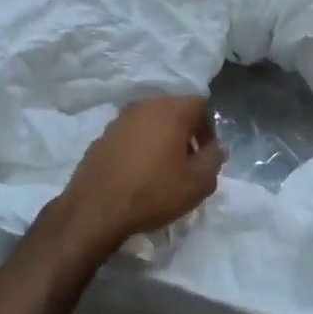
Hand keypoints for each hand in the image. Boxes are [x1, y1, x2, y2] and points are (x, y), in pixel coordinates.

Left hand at [60, 95, 224, 251]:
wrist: (96, 209)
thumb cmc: (153, 192)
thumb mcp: (198, 183)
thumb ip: (214, 159)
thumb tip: (216, 148)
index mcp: (172, 110)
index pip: (201, 104)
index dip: (209, 128)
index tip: (206, 155)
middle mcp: (145, 106)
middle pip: (175, 110)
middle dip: (186, 132)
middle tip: (188, 162)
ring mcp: (120, 119)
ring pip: (152, 121)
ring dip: (162, 138)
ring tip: (162, 168)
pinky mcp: (102, 135)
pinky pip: (131, 134)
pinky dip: (140, 146)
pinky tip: (138, 172)